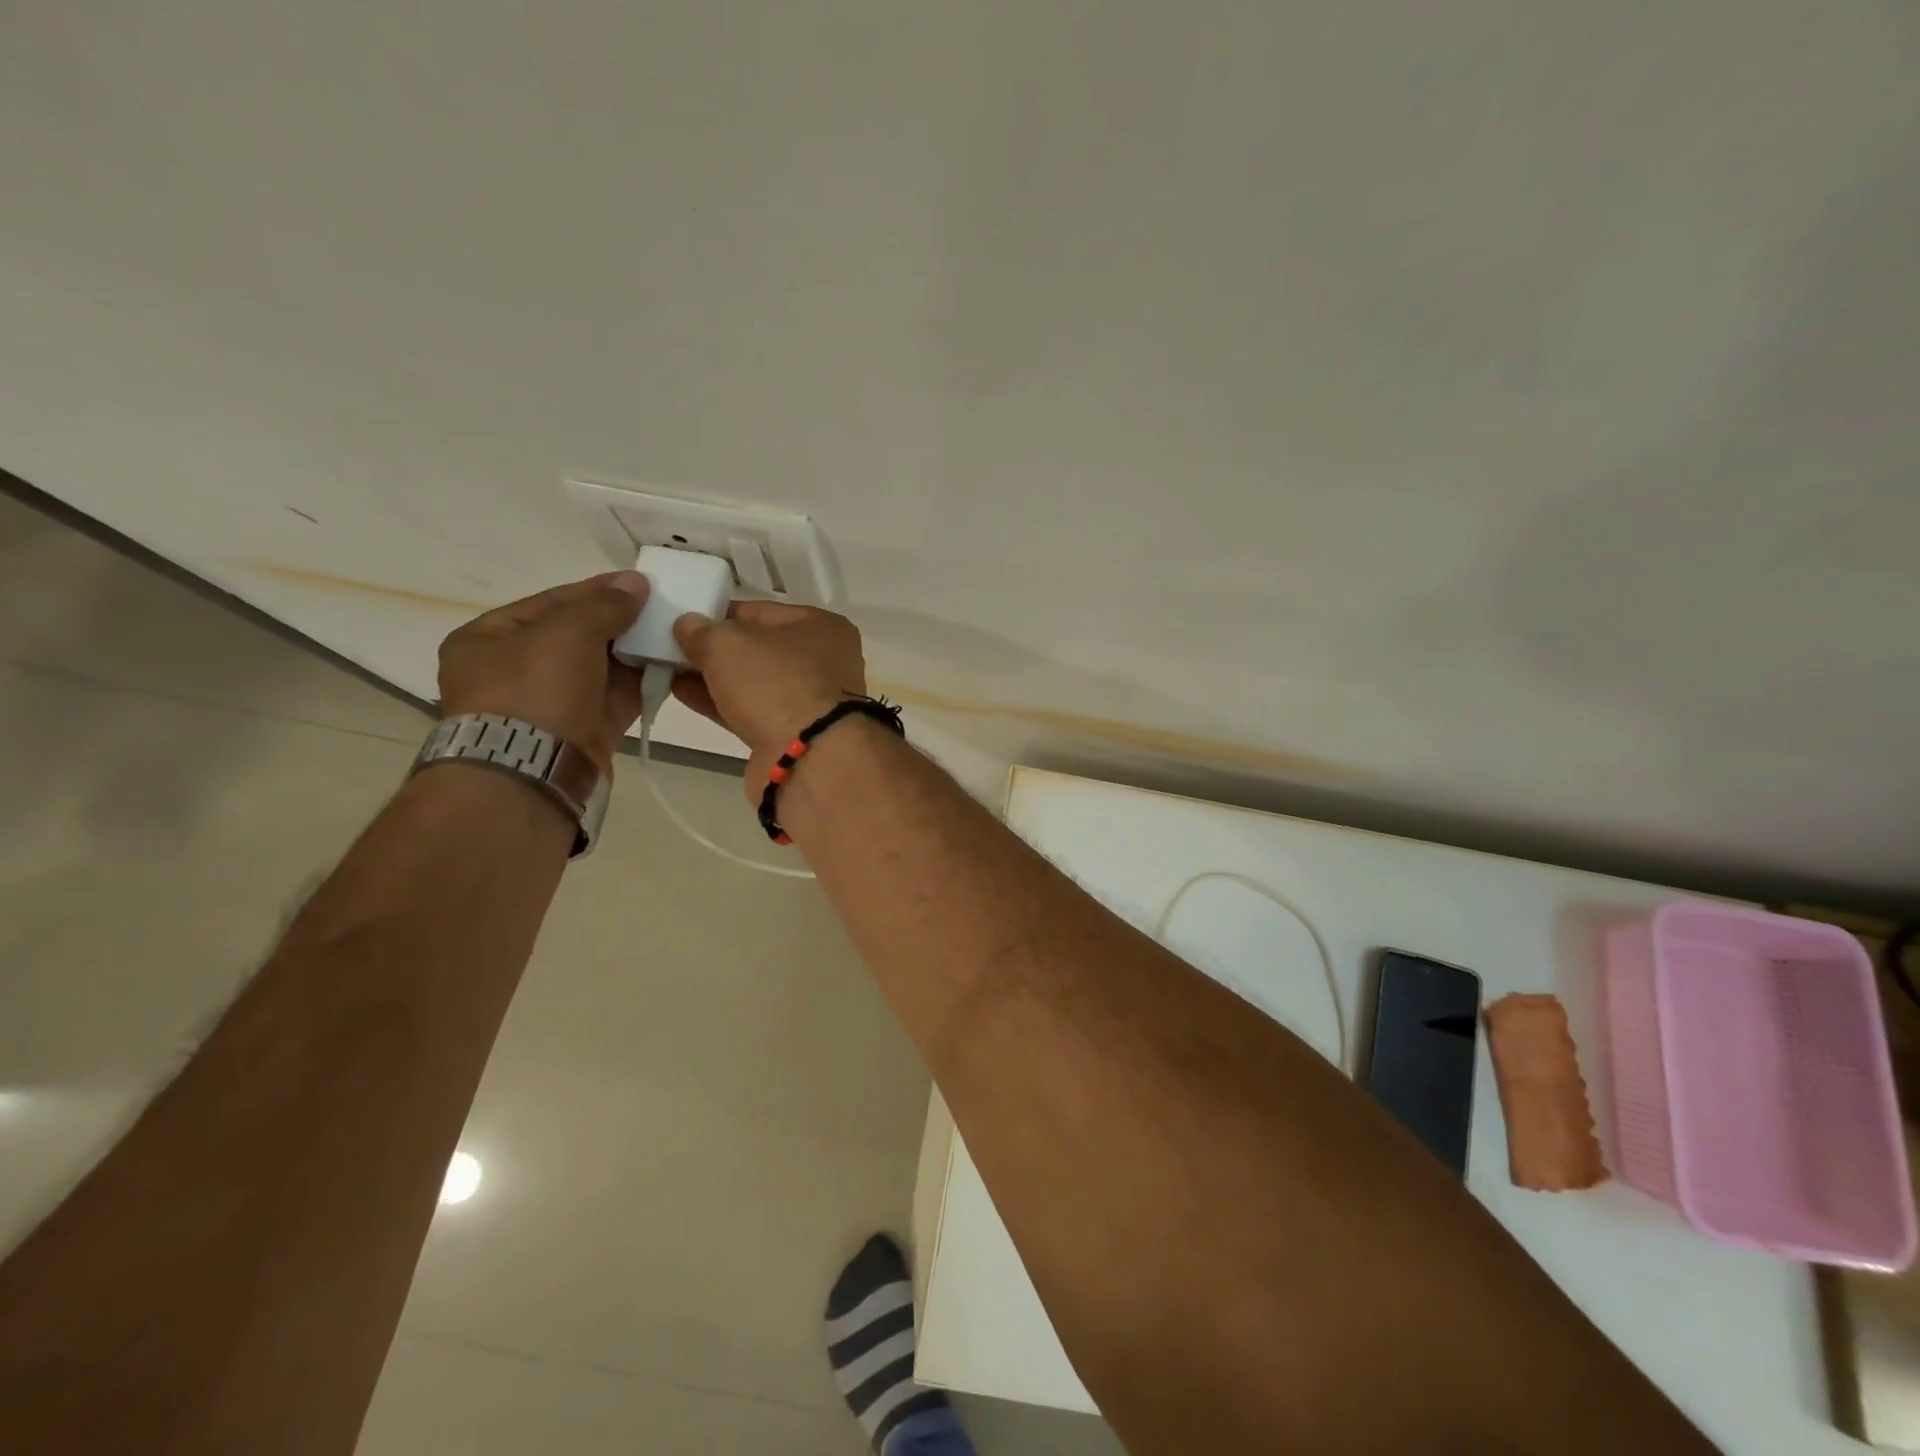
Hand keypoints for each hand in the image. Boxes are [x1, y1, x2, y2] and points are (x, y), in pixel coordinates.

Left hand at [438, 572, 649, 771]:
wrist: (533, 771)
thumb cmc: (535, 690)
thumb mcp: (568, 633)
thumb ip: (604, 605)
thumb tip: (636, 582)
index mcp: (489, 639)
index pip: (551, 603)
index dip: (597, 590)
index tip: (640, 584)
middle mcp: (514, 671)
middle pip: (577, 636)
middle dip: (620, 623)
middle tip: (661, 610)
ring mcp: (548, 704)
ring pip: (600, 669)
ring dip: (634, 653)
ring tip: (672, 636)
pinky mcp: (581, 731)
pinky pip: (615, 698)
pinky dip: (640, 683)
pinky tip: (670, 667)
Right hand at [670, 602, 867, 795]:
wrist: (806, 758)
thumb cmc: (775, 683)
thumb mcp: (728, 643)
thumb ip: (702, 630)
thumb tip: (687, 625)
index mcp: (822, 627)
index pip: (761, 612)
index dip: (720, 613)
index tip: (684, 619)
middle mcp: (823, 662)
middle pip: (758, 648)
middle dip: (715, 648)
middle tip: (669, 646)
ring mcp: (808, 702)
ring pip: (752, 682)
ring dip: (712, 676)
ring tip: (666, 668)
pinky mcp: (791, 735)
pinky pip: (749, 710)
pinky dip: (718, 702)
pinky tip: (681, 693)